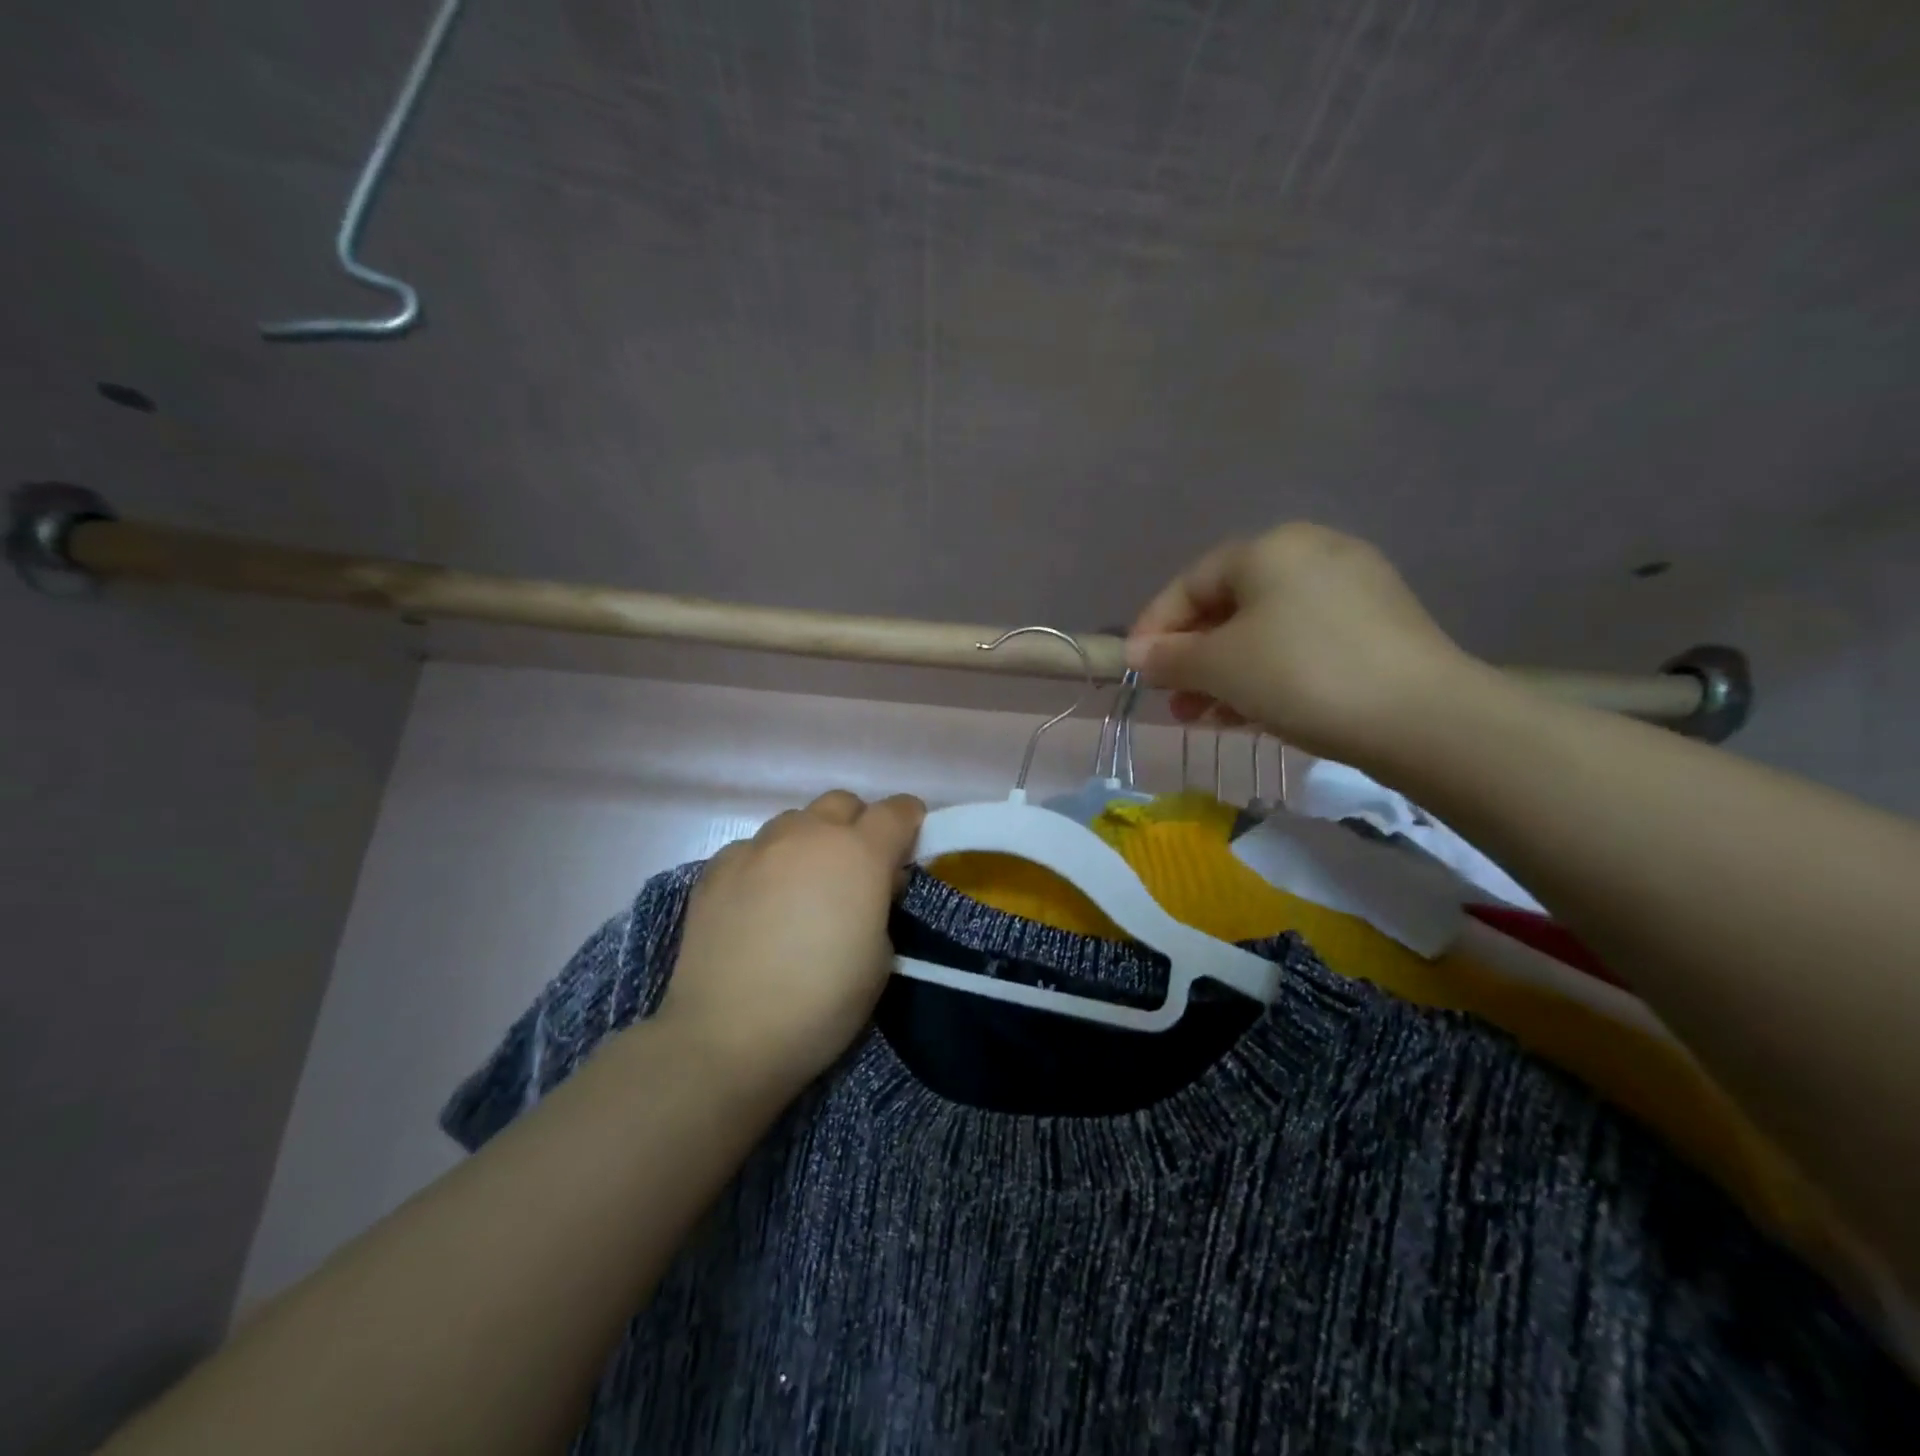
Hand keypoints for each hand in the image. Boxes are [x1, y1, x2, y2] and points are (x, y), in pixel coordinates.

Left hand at [655, 790, 926, 1096]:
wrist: (728, 1035)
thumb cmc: (822, 1002)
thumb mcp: (881, 958)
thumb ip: (880, 903)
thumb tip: (871, 884)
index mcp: (859, 853)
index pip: (897, 810)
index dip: (909, 824)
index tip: (907, 849)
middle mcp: (808, 835)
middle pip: (842, 803)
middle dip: (857, 826)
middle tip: (855, 872)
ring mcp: (757, 847)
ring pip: (794, 822)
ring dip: (810, 842)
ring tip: (802, 888)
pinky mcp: (715, 868)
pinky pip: (754, 848)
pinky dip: (767, 865)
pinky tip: (758, 904)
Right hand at [1126, 523, 1478, 763]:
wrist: (1423, 717)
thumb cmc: (1302, 675)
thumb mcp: (1220, 667)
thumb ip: (1169, 657)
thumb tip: (1135, 654)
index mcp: (1269, 548)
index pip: (1190, 583)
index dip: (1154, 627)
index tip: (1134, 669)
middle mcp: (1312, 553)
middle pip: (1229, 606)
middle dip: (1192, 658)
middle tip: (1174, 702)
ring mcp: (1352, 588)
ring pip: (1265, 630)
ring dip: (1226, 673)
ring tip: (1205, 718)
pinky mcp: (1378, 626)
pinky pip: (1301, 643)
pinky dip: (1268, 673)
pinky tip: (1251, 712)